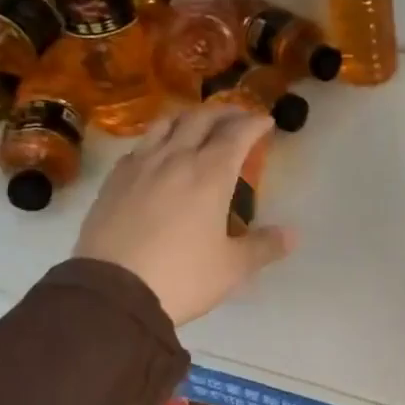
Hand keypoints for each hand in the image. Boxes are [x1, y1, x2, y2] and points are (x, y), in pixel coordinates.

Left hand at [74, 105, 295, 324]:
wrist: (111, 292)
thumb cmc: (181, 276)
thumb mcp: (231, 268)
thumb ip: (264, 247)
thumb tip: (292, 235)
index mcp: (210, 173)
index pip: (237, 133)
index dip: (254, 122)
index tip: (266, 121)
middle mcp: (175, 158)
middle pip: (202, 118)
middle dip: (225, 112)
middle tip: (238, 116)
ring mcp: (140, 165)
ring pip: (167, 122)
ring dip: (189, 116)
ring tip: (199, 124)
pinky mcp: (114, 179)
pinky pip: (141, 144)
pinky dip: (159, 138)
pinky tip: (160, 153)